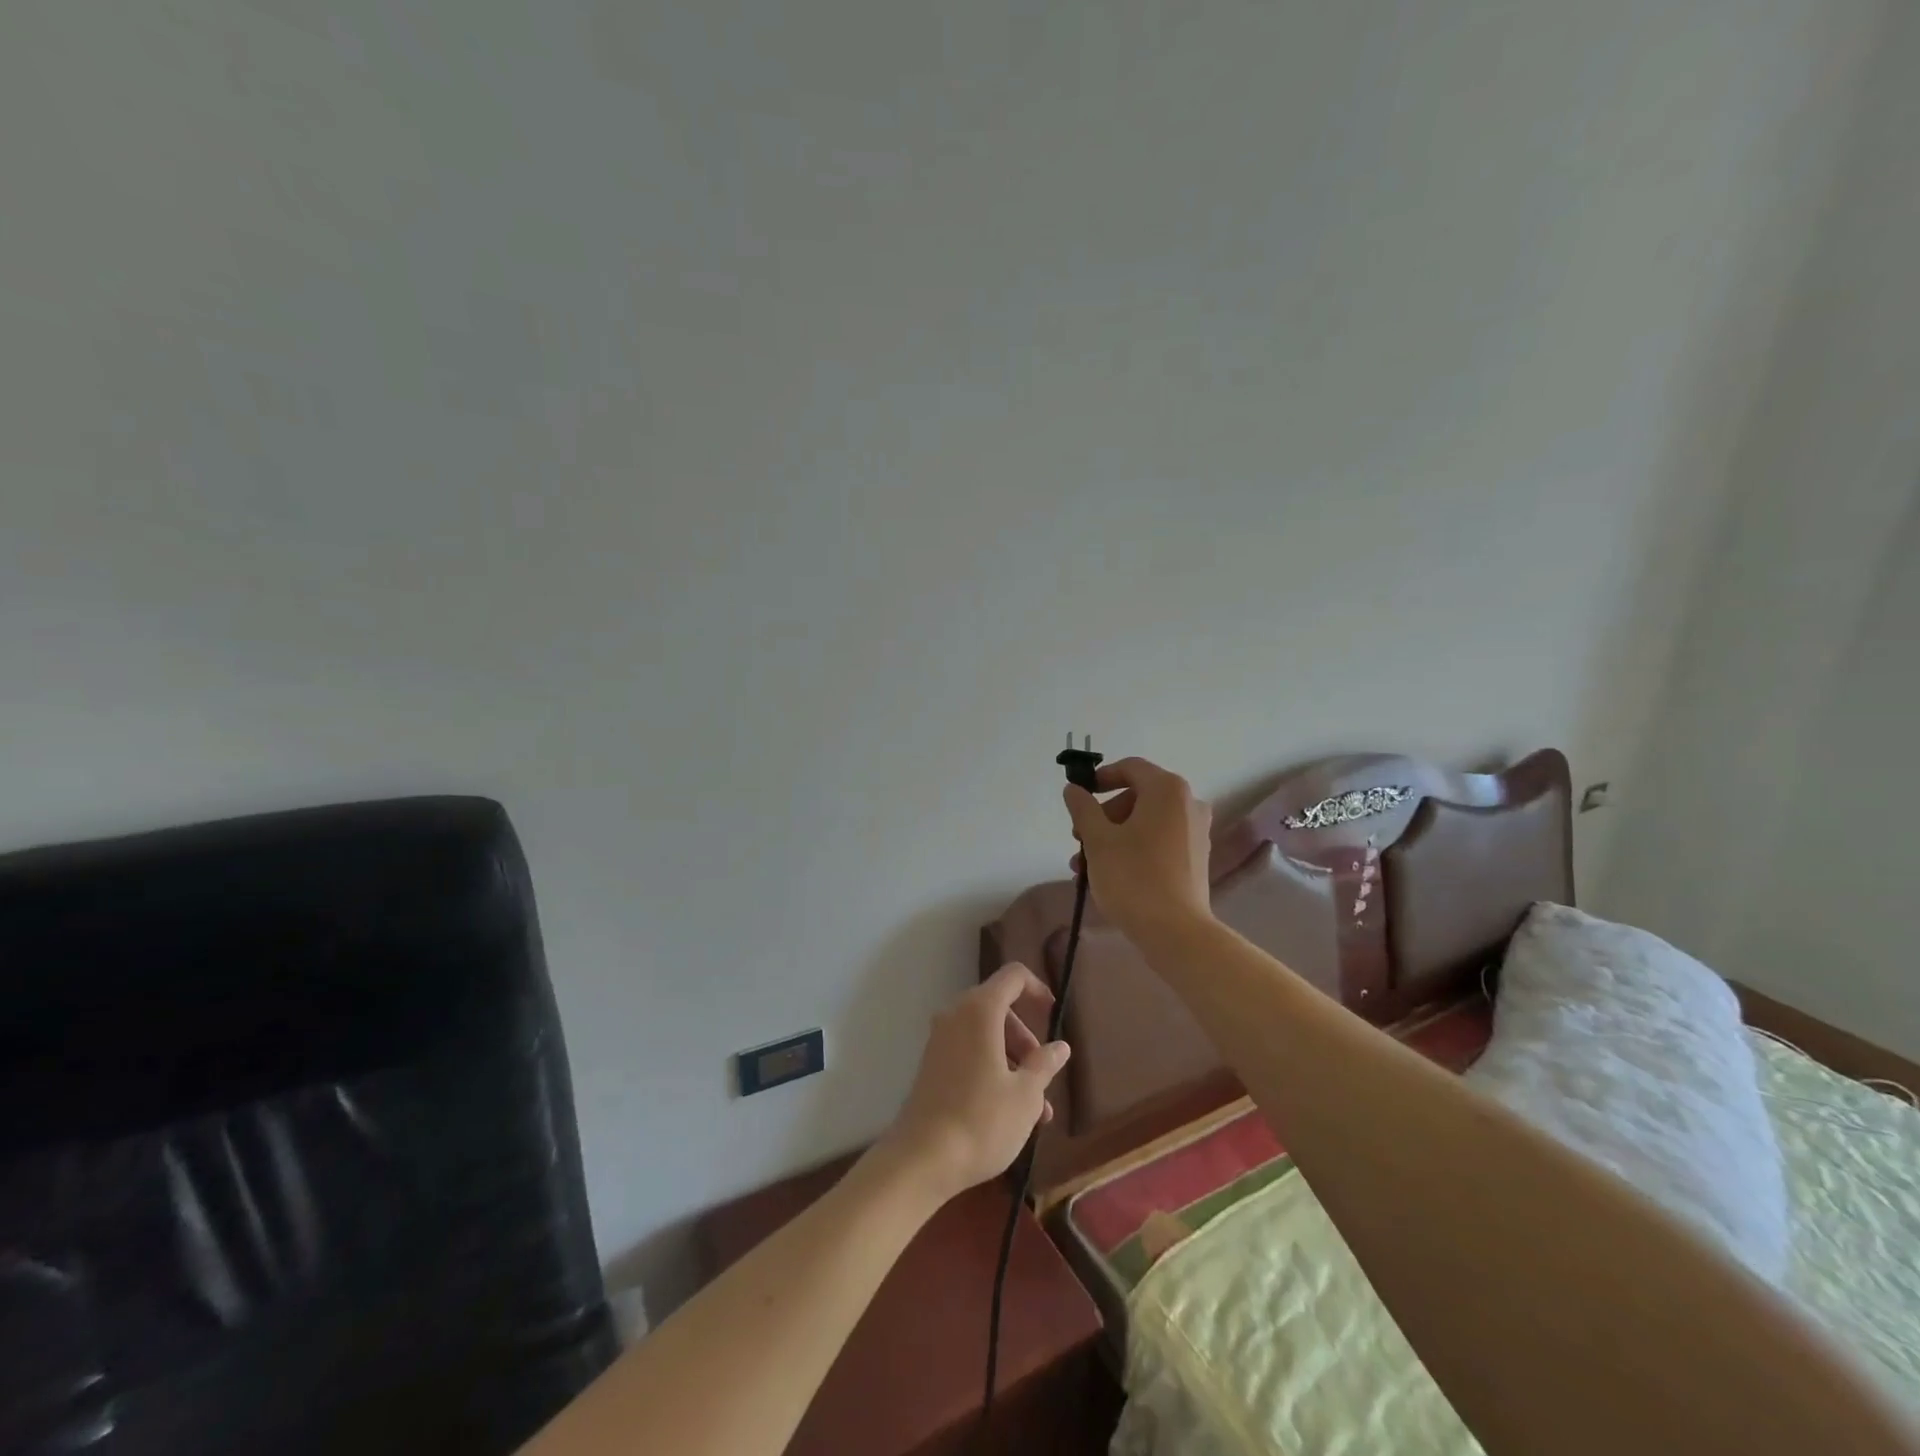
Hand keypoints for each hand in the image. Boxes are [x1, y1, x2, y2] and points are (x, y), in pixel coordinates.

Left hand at [877, 963, 1071, 1203]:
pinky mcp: (932, 1064)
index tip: (1053, 1015)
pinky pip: (969, 1051)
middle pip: (999, 1007)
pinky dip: (991, 1068)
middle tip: (1043, 1073)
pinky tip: (1009, 1111)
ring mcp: (939, 1040)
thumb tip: (1060, 1046)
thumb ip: (1045, 1064)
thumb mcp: (1026, 1095)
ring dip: (1012, 1060)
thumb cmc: (981, 1121)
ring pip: (985, 1034)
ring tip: (1036, 1109)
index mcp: (980, 1010)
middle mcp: (955, 1015)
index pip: (1013, 976)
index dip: (1037, 989)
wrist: (921, 1159)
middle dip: (1025, 1037)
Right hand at [1063, 757, 1214, 943]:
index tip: (1079, 796)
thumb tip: (1073, 789)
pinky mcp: (1196, 857)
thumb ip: (1083, 808)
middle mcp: (1188, 803)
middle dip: (1104, 815)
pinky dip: (1134, 847)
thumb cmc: (1133, 877)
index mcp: (1167, 790)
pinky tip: (1110, 873)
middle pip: (1138, 795)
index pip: (1130, 768)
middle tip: (1079, 839)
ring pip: (1146, 821)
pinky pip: (1159, 839)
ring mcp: (1196, 831)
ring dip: (1113, 835)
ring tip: (1086, 865)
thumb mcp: (1098, 840)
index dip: (1101, 777)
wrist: (1176, 931)